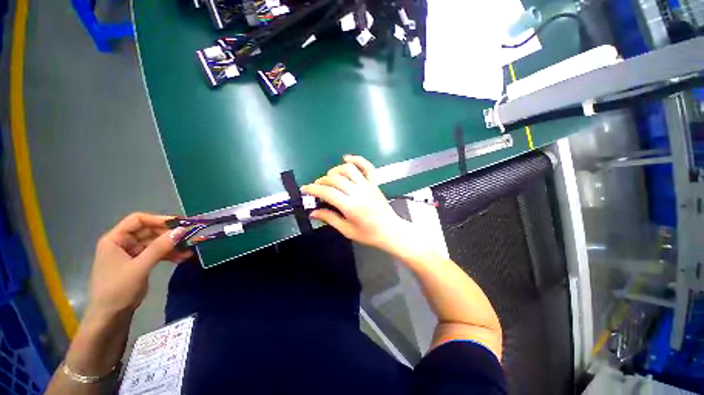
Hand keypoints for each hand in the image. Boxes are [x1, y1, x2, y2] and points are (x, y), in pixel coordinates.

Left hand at [86, 213, 191, 320]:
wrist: (110, 317)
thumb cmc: (118, 290)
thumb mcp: (139, 267)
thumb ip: (159, 248)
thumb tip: (181, 230)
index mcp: (115, 239)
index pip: (137, 220)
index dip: (158, 219)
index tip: (180, 224)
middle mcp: (122, 243)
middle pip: (148, 231)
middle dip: (169, 235)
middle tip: (189, 238)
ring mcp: (130, 253)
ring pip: (155, 243)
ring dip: (172, 246)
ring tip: (189, 251)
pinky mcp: (138, 263)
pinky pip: (156, 253)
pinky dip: (168, 255)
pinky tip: (182, 258)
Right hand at [301, 155, 412, 254]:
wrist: (391, 230)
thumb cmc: (368, 234)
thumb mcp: (347, 230)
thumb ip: (329, 218)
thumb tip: (312, 212)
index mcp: (350, 206)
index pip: (327, 192)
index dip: (313, 189)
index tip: (305, 189)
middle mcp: (358, 192)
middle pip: (335, 179)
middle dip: (321, 181)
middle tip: (316, 188)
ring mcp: (368, 185)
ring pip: (348, 169)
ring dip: (335, 170)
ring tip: (329, 177)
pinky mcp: (374, 183)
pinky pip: (366, 166)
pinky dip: (356, 159)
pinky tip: (346, 158)